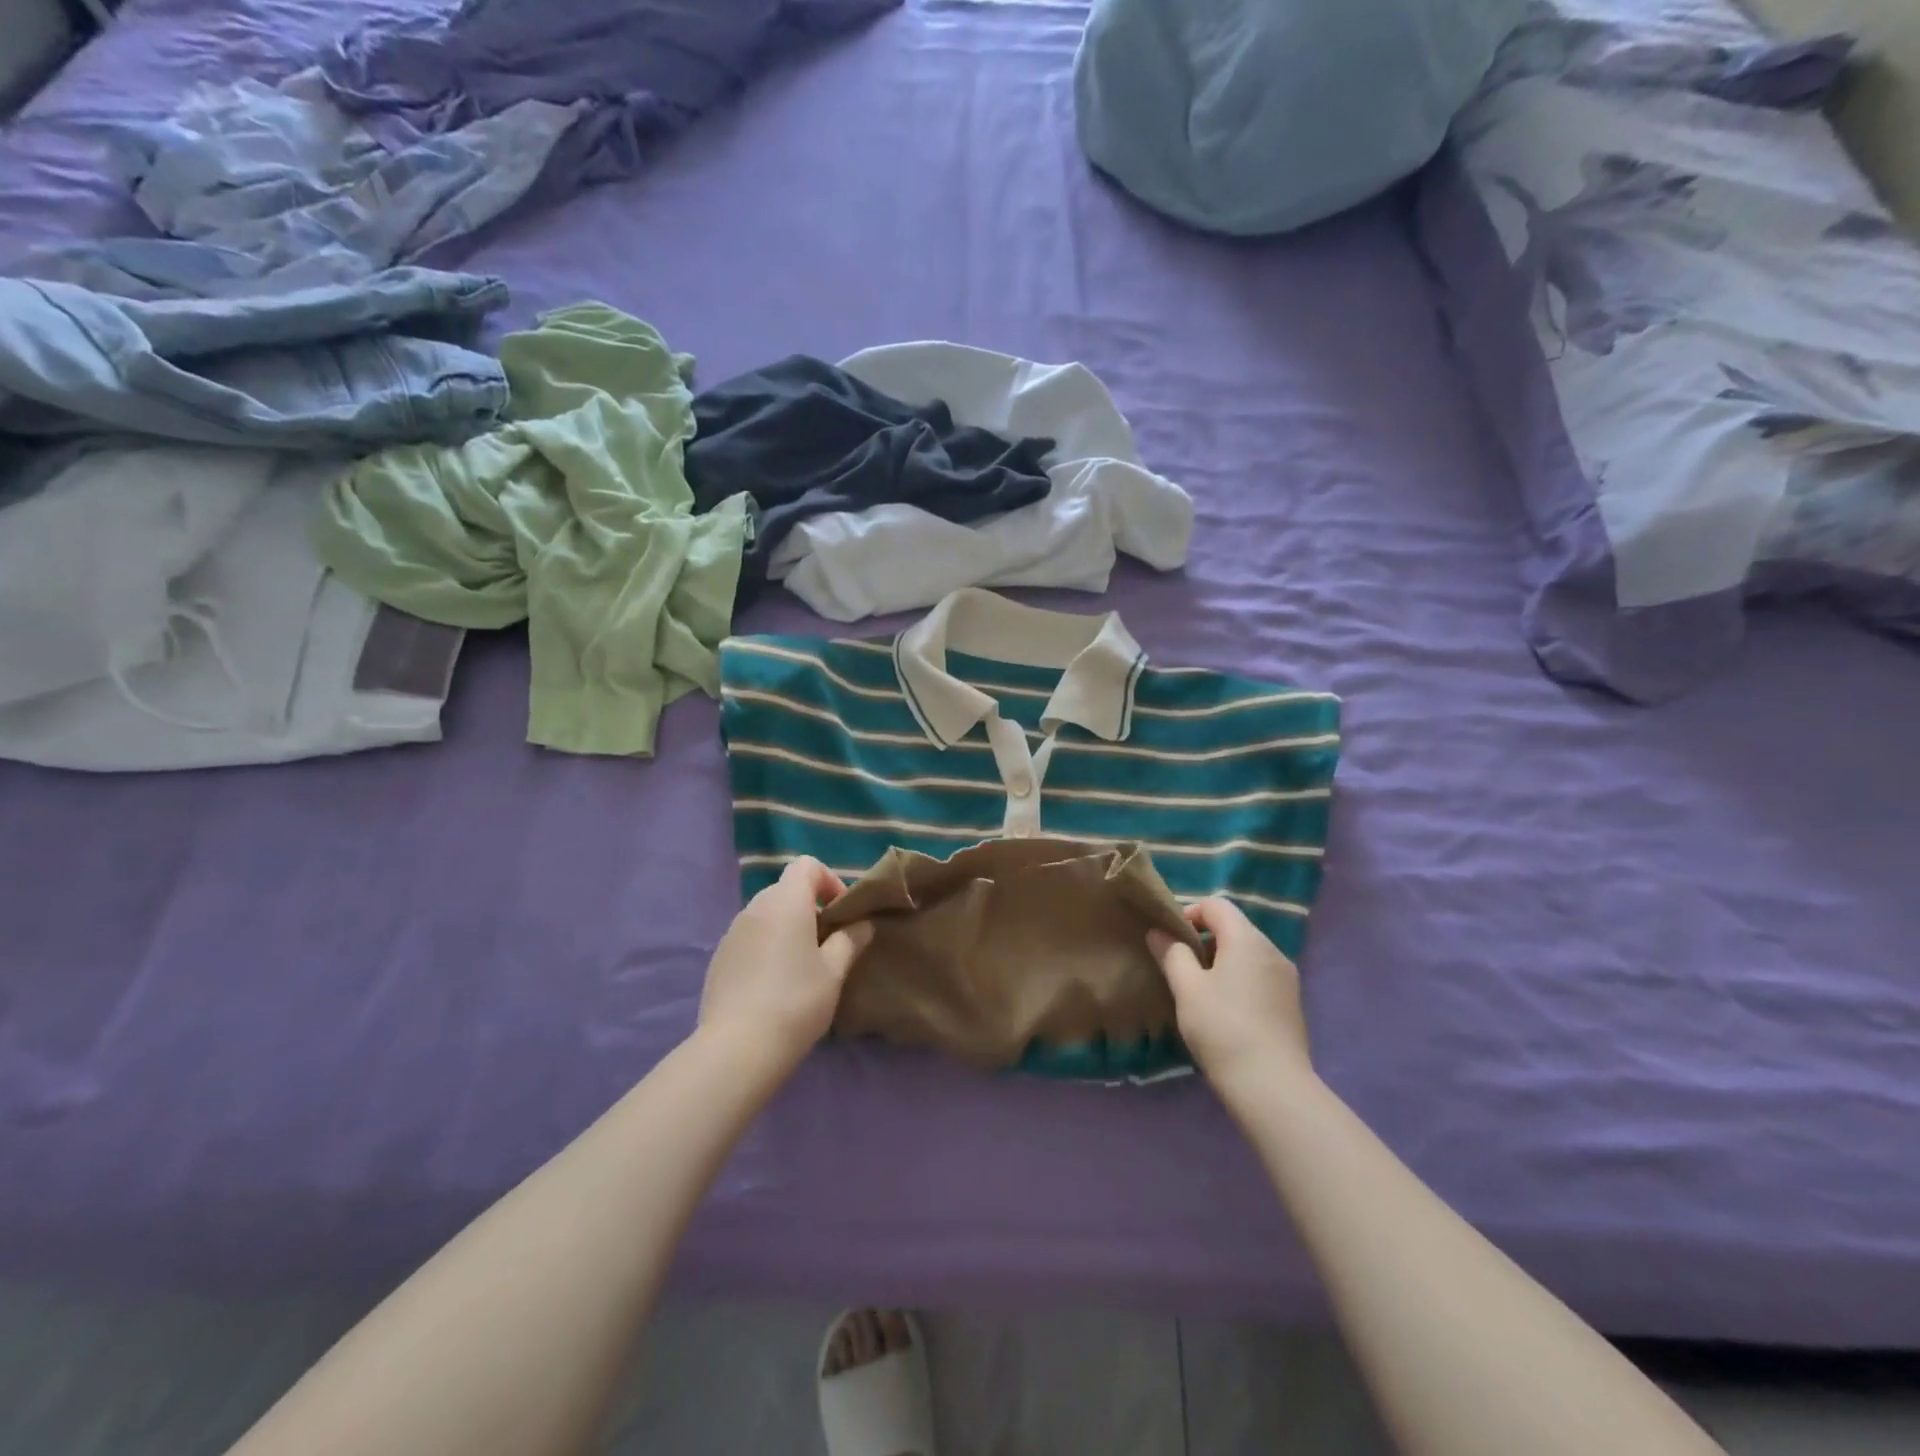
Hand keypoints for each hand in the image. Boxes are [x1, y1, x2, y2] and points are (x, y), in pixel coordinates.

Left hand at [697, 858, 872, 1081]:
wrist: (737, 1048)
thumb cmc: (796, 1001)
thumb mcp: (834, 971)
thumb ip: (850, 941)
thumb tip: (861, 925)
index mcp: (786, 901)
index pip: (806, 865)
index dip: (829, 881)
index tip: (841, 913)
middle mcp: (755, 908)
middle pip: (786, 890)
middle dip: (810, 907)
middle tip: (828, 943)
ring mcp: (732, 933)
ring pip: (767, 916)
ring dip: (788, 928)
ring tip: (802, 967)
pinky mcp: (719, 959)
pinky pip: (750, 939)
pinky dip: (766, 948)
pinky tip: (774, 986)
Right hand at [1148, 897, 1310, 1098]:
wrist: (1271, 1086)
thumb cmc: (1222, 1028)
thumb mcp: (1187, 988)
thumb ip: (1171, 953)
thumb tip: (1159, 933)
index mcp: (1247, 939)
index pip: (1216, 905)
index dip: (1189, 914)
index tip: (1171, 941)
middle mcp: (1272, 951)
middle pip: (1234, 927)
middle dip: (1204, 940)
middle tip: (1182, 968)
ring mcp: (1287, 978)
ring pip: (1248, 954)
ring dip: (1222, 961)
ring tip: (1201, 993)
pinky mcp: (1292, 1004)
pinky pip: (1260, 976)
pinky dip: (1240, 980)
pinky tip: (1226, 1012)